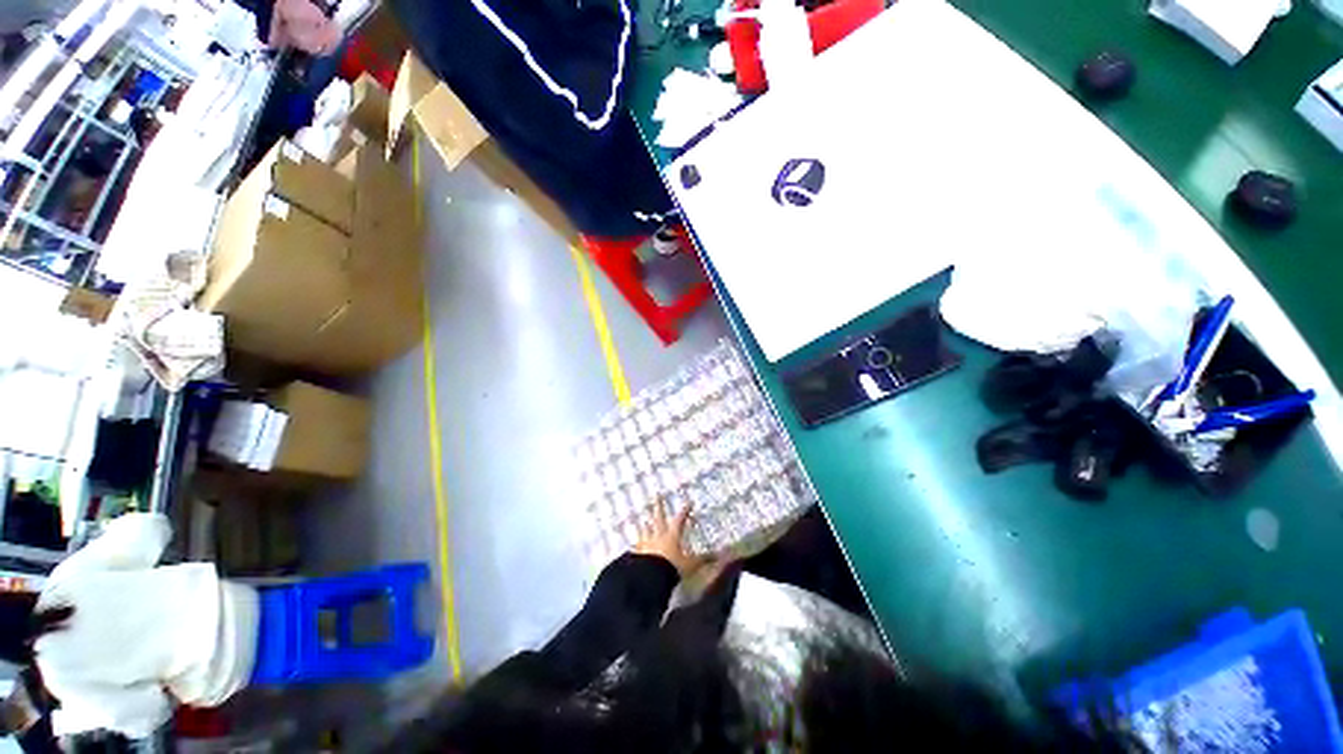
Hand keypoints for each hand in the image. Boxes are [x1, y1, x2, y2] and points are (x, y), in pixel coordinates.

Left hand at [633, 498, 705, 577]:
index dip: (684, 511)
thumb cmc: (671, 568)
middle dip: (659, 506)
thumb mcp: (690, 565)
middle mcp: (658, 536)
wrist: (650, 577)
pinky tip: (633, 544)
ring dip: (645, 524)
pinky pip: (636, 546)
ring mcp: (646, 544)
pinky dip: (636, 544)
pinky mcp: (637, 553)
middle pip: (658, 518)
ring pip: (645, 530)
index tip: (688, 502)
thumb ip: (703, 560)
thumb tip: (718, 555)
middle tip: (657, 494)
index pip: (679, 520)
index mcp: (672, 536)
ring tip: (643, 519)